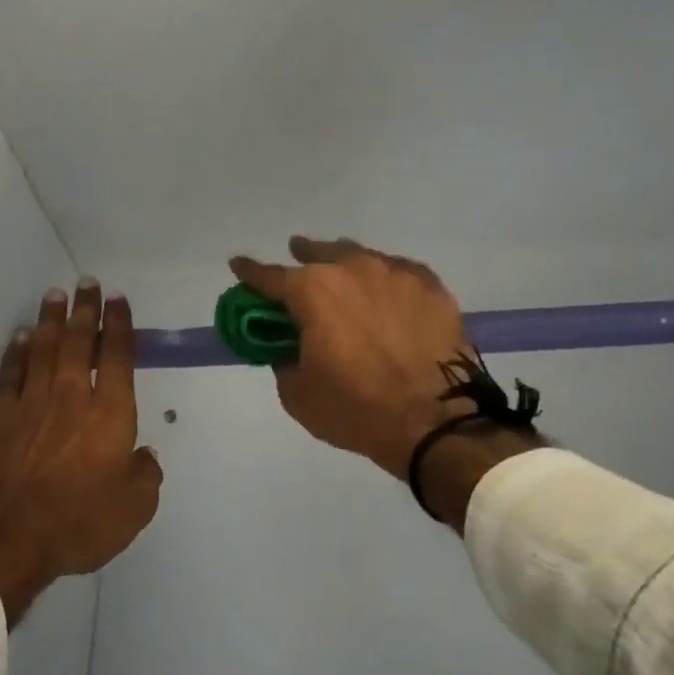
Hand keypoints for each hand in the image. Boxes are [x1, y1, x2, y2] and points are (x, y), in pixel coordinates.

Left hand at [0, 279, 162, 623]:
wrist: (5, 539)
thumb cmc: (79, 522)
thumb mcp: (134, 508)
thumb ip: (145, 476)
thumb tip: (144, 456)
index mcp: (110, 413)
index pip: (116, 356)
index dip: (119, 325)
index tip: (118, 299)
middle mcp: (71, 397)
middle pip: (78, 342)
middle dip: (85, 310)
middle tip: (86, 282)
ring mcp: (31, 404)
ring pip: (43, 349)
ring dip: (50, 320)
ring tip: (54, 295)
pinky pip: (10, 374)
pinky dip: (16, 352)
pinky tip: (19, 336)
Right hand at [228, 237, 475, 476]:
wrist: (435, 421)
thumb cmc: (357, 409)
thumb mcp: (299, 395)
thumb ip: (285, 360)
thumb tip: (289, 347)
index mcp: (313, 291)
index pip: (269, 276)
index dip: (250, 272)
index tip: (238, 265)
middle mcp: (354, 269)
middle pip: (320, 253)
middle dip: (303, 256)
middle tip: (297, 262)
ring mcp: (397, 273)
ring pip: (363, 258)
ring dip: (346, 267)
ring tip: (344, 277)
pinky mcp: (432, 286)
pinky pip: (399, 274)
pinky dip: (386, 282)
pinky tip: (388, 294)